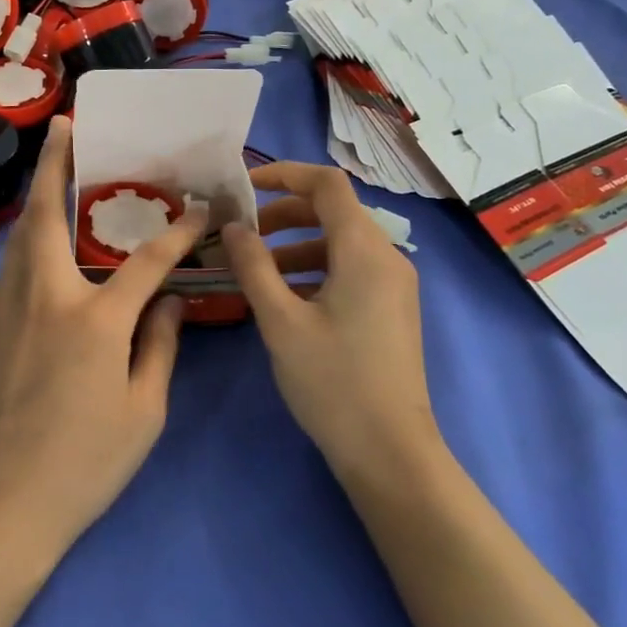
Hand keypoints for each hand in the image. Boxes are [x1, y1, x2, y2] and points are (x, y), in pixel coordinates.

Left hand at [0, 115, 205, 562]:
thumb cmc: (82, 466)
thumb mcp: (142, 414)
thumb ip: (161, 347)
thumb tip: (172, 303)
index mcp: (94, 321)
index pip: (147, 261)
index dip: (179, 232)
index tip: (202, 210)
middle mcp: (46, 299)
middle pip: (48, 215)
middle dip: (55, 164)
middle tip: (65, 127)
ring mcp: (8, 311)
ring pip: (22, 237)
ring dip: (38, 197)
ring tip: (55, 171)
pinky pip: (13, 268)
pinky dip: (29, 239)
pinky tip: (43, 244)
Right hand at [221, 163, 437, 479]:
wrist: (390, 452)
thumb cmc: (333, 382)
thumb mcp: (281, 321)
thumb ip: (253, 266)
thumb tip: (233, 227)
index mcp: (364, 250)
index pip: (327, 184)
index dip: (285, 174)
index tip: (244, 187)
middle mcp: (386, 257)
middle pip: (334, 211)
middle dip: (284, 214)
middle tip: (242, 234)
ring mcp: (393, 284)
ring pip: (340, 243)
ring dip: (295, 244)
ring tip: (253, 269)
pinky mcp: (391, 309)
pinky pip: (350, 270)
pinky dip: (314, 269)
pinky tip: (283, 297)